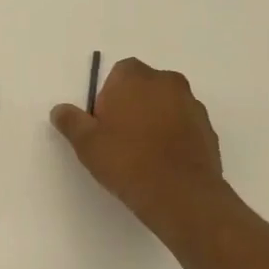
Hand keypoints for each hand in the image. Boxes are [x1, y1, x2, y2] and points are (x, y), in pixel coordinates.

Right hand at [51, 58, 228, 231]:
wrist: (180, 194)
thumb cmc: (127, 161)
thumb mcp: (86, 143)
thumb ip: (71, 121)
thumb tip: (60, 110)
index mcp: (135, 77)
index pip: (118, 74)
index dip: (108, 97)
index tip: (103, 124)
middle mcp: (168, 82)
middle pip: (144, 87)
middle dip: (133, 105)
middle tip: (119, 138)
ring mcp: (192, 105)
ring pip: (166, 106)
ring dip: (155, 120)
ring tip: (142, 154)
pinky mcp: (208, 129)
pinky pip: (184, 126)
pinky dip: (173, 137)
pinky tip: (162, 163)